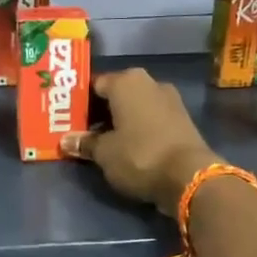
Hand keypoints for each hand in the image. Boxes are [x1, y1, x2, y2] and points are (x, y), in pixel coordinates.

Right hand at [61, 68, 220, 217]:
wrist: (189, 176)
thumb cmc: (139, 156)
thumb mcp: (104, 153)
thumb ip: (85, 143)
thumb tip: (66, 140)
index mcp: (126, 81)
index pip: (94, 85)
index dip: (79, 103)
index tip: (68, 120)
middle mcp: (149, 82)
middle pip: (116, 95)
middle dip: (99, 112)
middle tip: (82, 131)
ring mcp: (170, 100)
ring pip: (135, 107)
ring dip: (120, 121)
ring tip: (103, 142)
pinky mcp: (182, 119)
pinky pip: (151, 119)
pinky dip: (138, 129)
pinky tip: (128, 147)